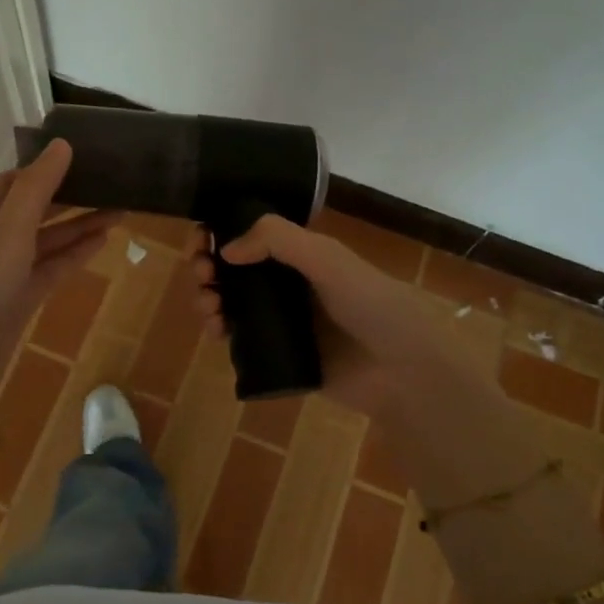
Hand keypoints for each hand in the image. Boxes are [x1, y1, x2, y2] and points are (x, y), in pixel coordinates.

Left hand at [0, 140, 117, 411]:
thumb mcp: (4, 240)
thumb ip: (35, 193)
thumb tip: (62, 145)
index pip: (12, 182)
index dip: (47, 169)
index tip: (87, 157)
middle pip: (31, 210)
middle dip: (69, 197)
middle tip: (112, 182)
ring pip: (43, 241)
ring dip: (78, 227)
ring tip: (121, 209)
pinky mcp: (15, 301)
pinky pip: (47, 269)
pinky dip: (72, 256)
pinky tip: (103, 241)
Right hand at [192, 214, 449, 416]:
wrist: (404, 369)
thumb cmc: (372, 303)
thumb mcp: (327, 258)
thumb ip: (278, 240)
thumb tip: (226, 248)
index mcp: (300, 254)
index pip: (249, 235)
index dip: (219, 233)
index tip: (199, 241)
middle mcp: (286, 283)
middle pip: (231, 269)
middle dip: (207, 266)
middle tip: (202, 275)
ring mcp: (280, 320)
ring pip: (229, 303)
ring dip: (207, 298)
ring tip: (209, 308)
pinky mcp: (278, 355)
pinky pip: (238, 339)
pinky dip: (219, 330)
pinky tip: (216, 331)